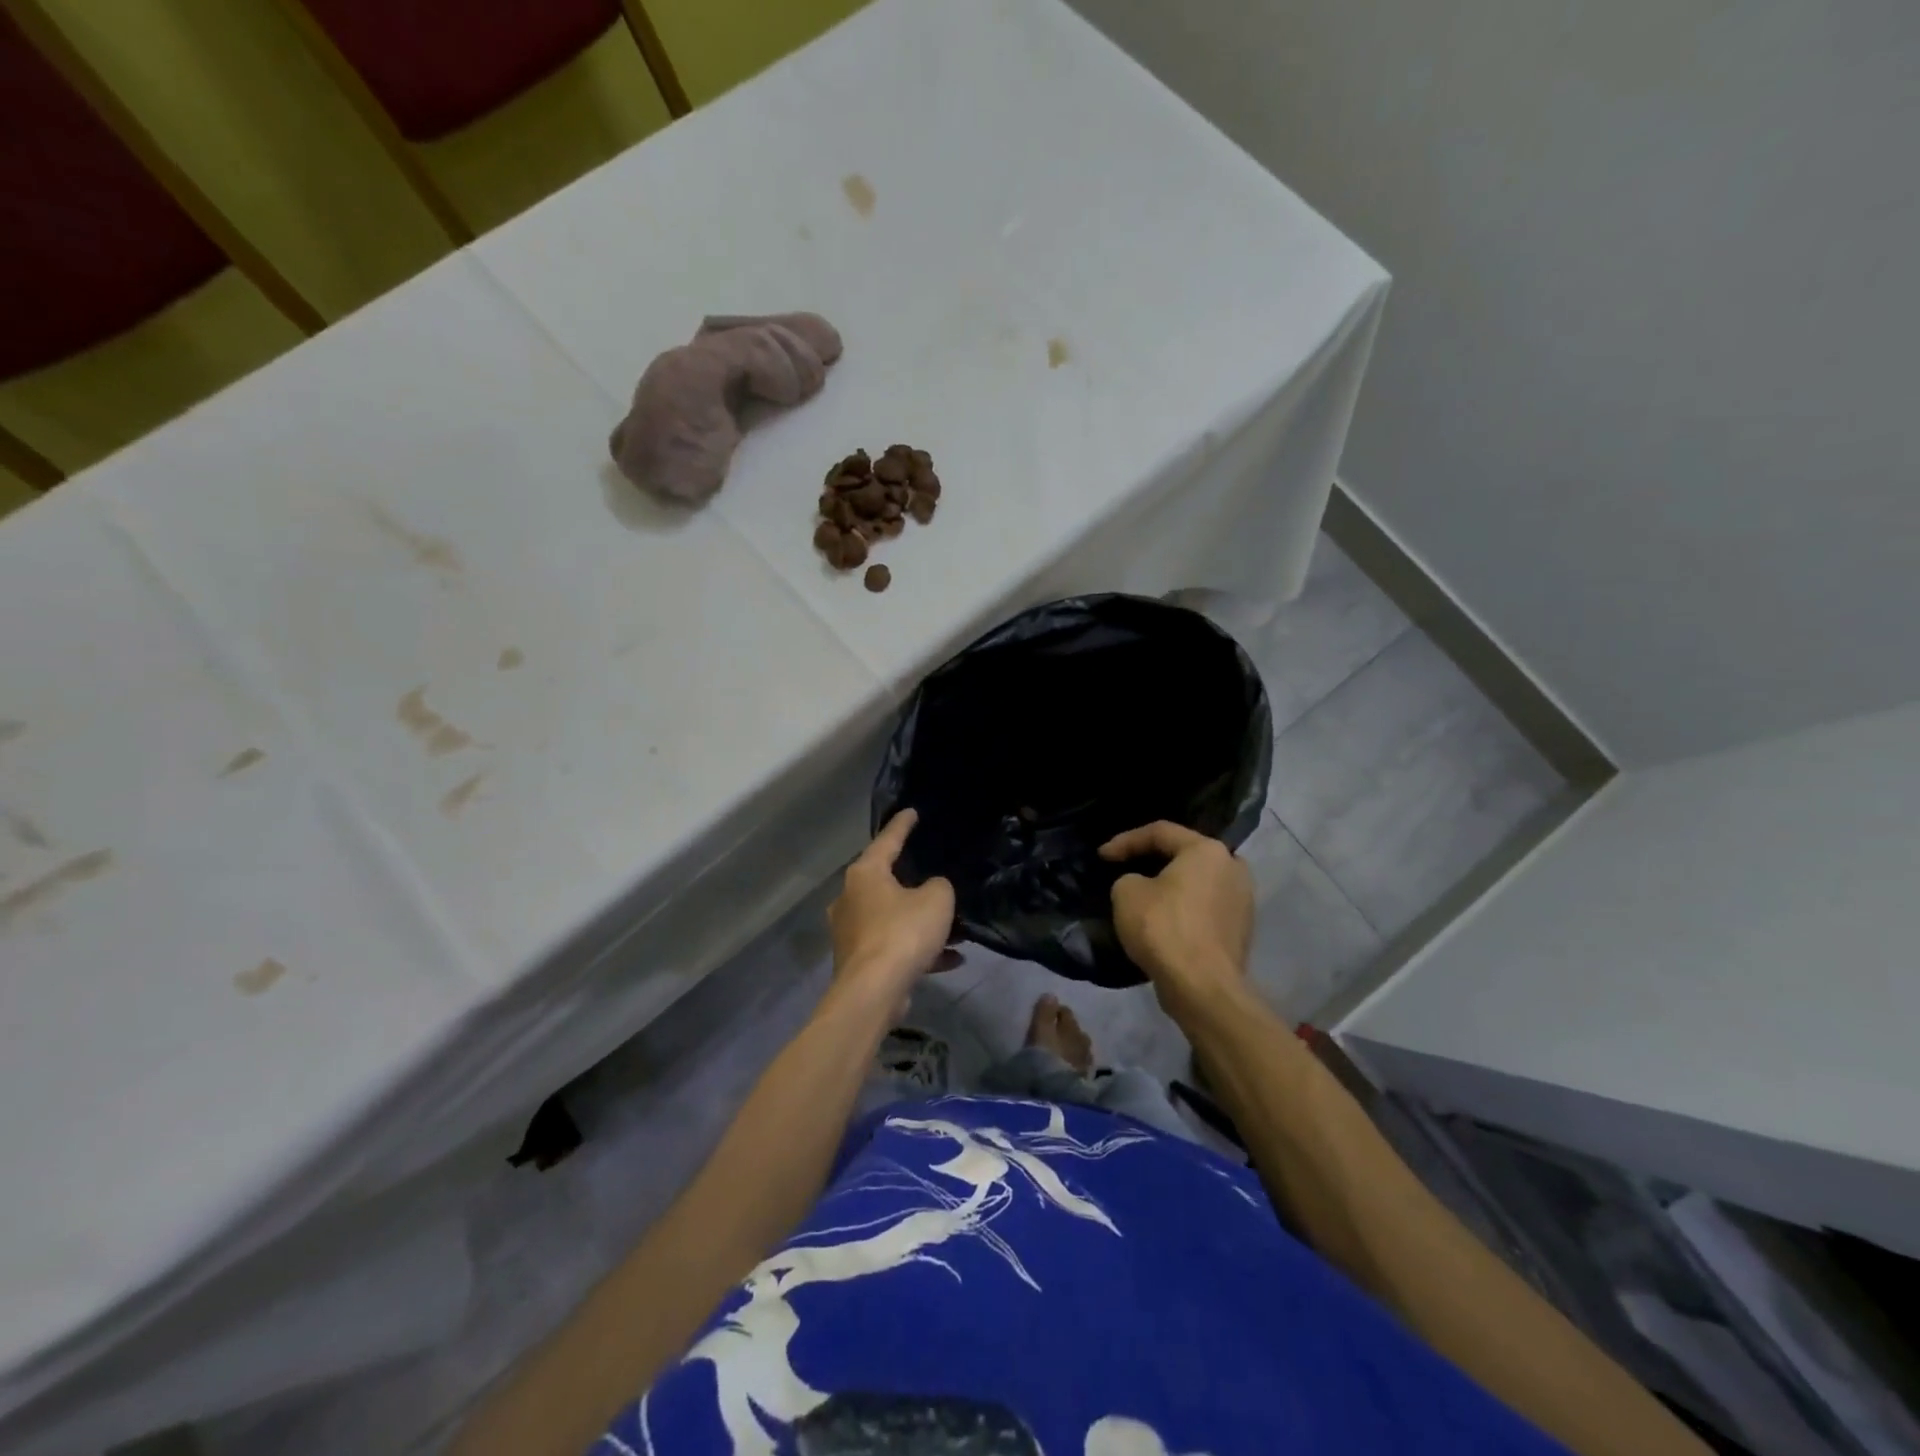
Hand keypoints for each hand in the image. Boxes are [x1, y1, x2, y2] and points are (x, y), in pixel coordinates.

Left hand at [828, 811, 954, 1008]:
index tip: (912, 812)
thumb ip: (939, 887)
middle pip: (886, 882)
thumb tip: (932, 891)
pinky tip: (951, 960)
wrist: (873, 992)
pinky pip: (894, 946)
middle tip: (935, 875)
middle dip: (914, 882)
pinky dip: (919, 950)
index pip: (887, 840)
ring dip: (921, 922)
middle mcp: (851, 898)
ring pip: (893, 918)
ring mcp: (851, 932)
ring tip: (955, 928)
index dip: (902, 825)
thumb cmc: (903, 932)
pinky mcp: (859, 961)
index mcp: (865, 874)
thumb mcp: (936, 899)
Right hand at [1101, 821, 1253, 1017]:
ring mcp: (1242, 901)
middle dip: (1153, 860)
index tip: (1102, 855)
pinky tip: (1163, 921)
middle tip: (1126, 868)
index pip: (1160, 832)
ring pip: (1198, 883)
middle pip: (1185, 855)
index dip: (1126, 840)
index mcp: (1207, 850)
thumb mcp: (1126, 892)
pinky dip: (1183, 909)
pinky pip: (1205, 908)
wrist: (1202, 987)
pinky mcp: (1240, 930)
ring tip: (1144, 895)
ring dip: (1171, 887)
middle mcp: (1233, 868)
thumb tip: (1141, 886)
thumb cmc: (1163, 928)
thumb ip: (1129, 878)